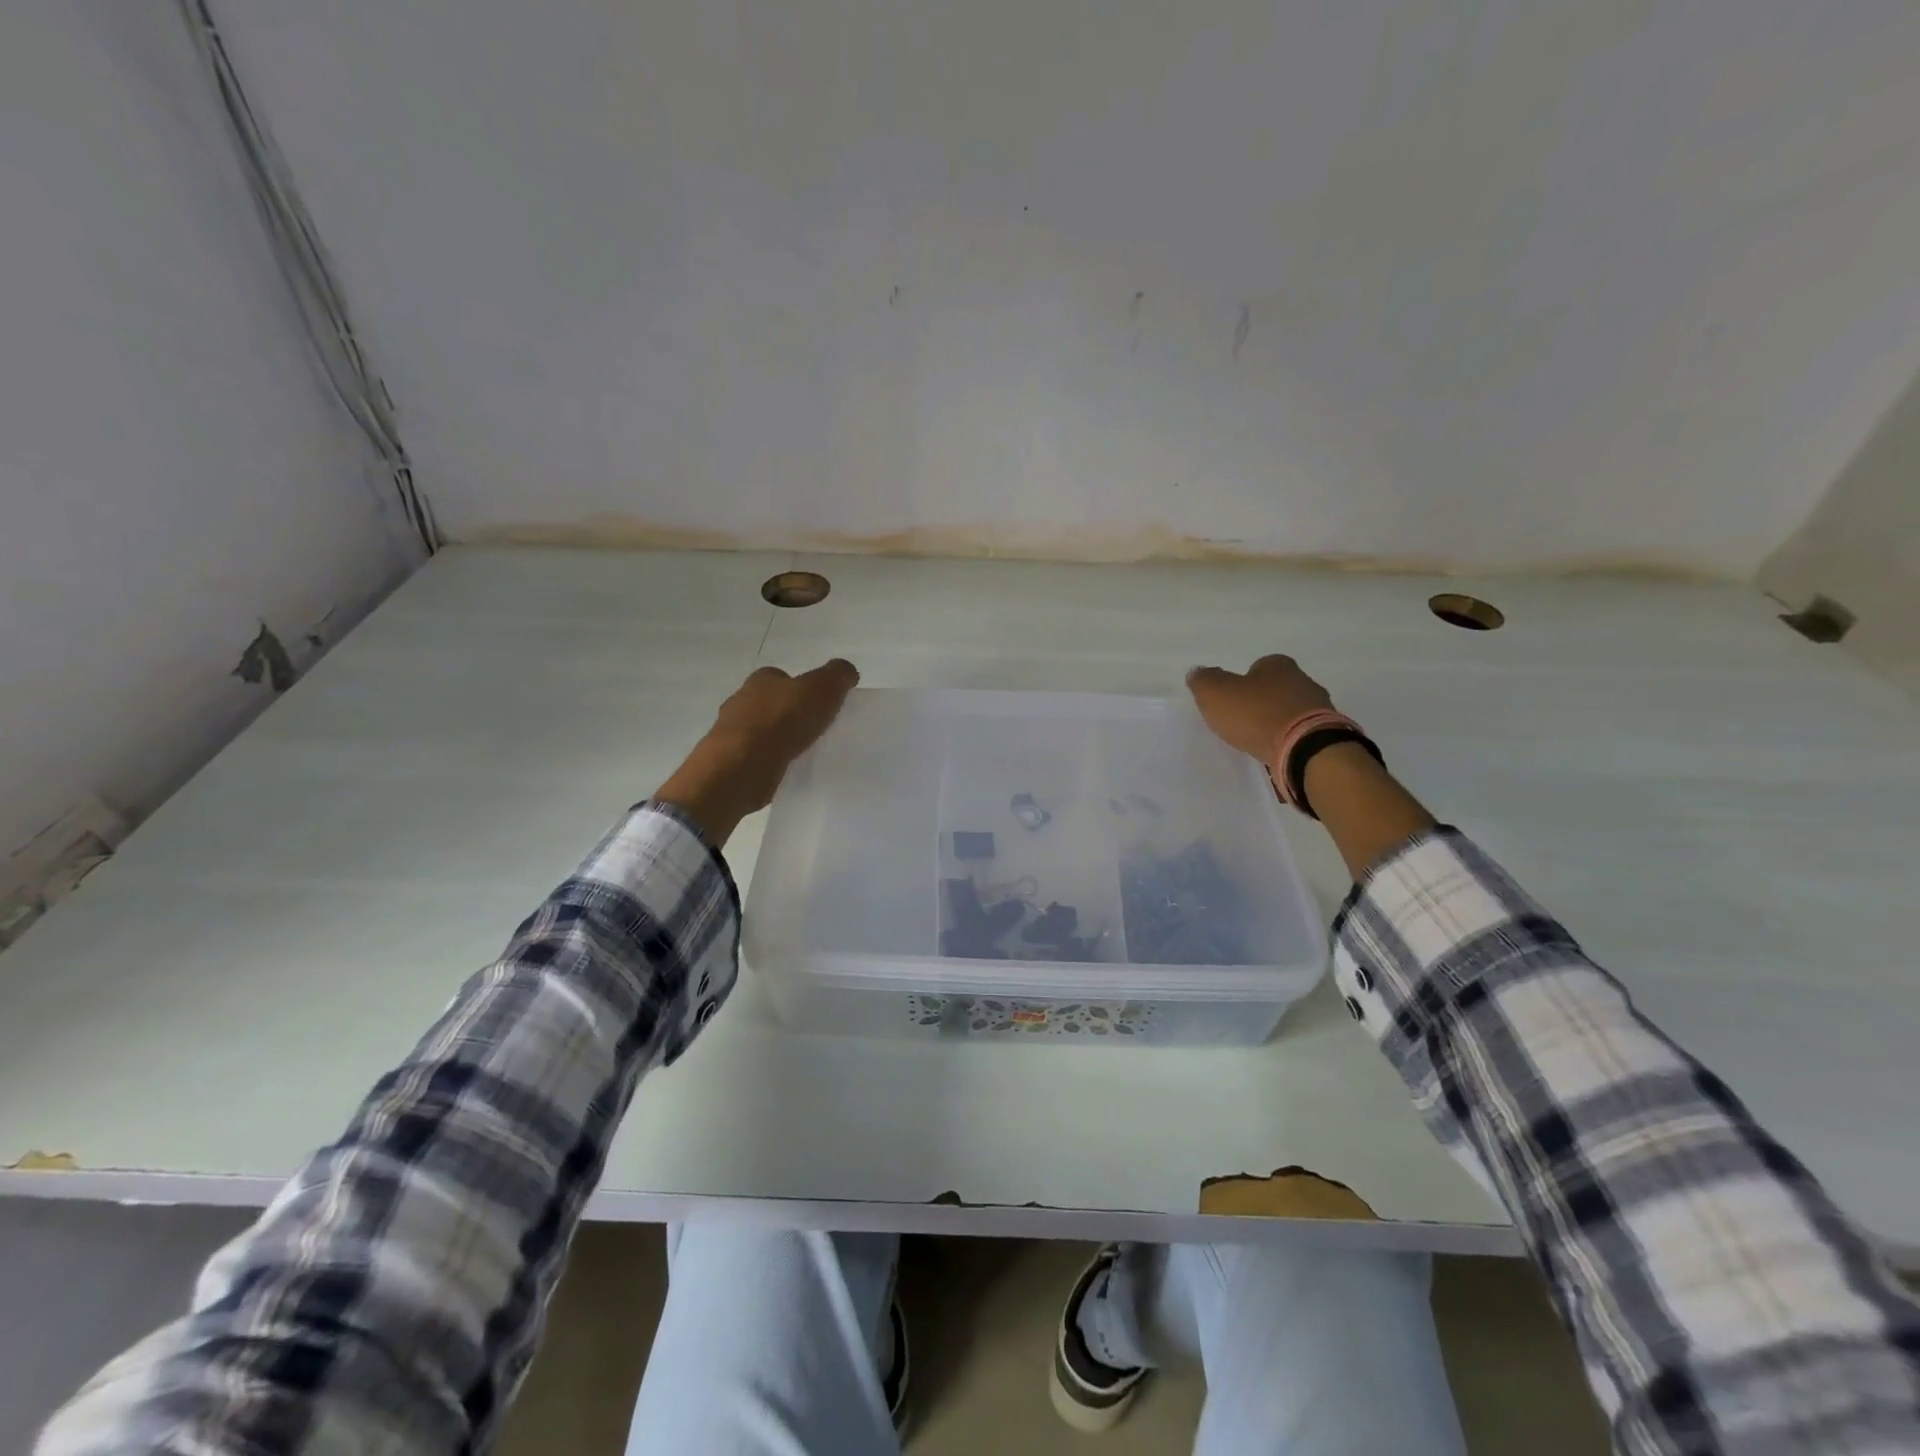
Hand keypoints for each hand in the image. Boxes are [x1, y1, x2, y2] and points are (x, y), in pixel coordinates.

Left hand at [656, 660, 859, 844]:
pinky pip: (756, 757)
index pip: (782, 677)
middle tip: (814, 730)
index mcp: (761, 679)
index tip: (819, 705)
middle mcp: (741, 700)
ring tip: (803, 753)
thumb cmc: (783, 720)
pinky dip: (769, 761)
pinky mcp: (730, 761)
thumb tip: (847, 672)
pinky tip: (785, 770)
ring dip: (778, 739)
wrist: (742, 765)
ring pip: (761, 731)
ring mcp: (731, 732)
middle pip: (770, 703)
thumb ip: (838, 675)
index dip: (802, 688)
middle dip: (789, 714)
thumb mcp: (823, 688)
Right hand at [1186, 655, 1334, 767]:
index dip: (1243, 682)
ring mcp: (1320, 707)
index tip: (1233, 700)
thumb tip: (1198, 673)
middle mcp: (1303, 680)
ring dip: (1278, 722)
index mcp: (1278, 664)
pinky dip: (1290, 739)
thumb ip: (1203, 681)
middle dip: (1262, 702)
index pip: (1258, 667)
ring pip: (1292, 710)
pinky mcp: (1327, 733)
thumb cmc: (1256, 714)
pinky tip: (1278, 751)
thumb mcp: (1215, 693)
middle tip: (1243, 721)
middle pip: (1277, 688)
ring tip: (1260, 740)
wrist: (1304, 748)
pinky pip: (1302, 732)